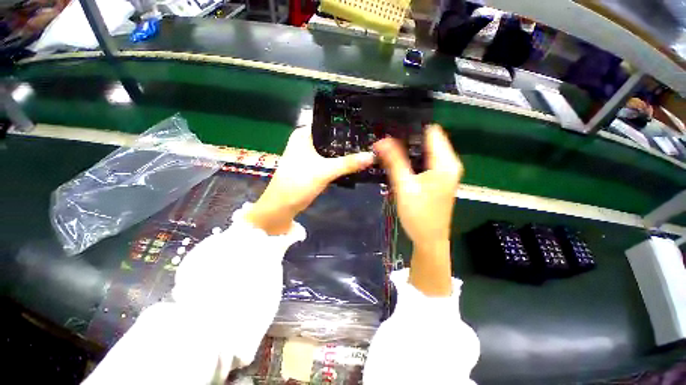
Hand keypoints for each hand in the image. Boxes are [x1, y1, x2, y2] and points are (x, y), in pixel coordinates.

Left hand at [246, 126, 373, 234]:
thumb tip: (372, 156)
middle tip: (370, 139)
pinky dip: (340, 162)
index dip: (347, 124)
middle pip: (332, 137)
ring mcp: (309, 154)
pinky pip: (330, 160)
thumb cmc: (299, 182)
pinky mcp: (312, 166)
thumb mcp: (325, 171)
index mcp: (304, 134)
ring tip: (366, 148)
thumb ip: (349, 163)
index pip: (329, 123)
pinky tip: (354, 161)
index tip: (366, 125)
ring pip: (331, 149)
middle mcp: (306, 141)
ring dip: (345, 152)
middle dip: (348, 140)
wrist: (283, 206)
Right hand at [374, 124, 462, 296]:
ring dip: (407, 148)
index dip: (412, 126)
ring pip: (424, 151)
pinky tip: (396, 160)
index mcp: (445, 162)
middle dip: (407, 137)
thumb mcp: (405, 186)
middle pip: (428, 140)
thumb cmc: (419, 215)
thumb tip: (381, 140)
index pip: (431, 131)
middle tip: (385, 136)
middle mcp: (448, 164)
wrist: (429, 240)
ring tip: (387, 145)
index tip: (391, 124)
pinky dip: (411, 158)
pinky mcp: (436, 180)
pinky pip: (424, 162)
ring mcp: (443, 172)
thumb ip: (394, 162)